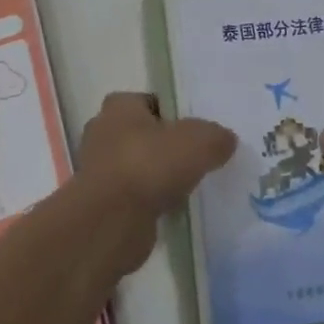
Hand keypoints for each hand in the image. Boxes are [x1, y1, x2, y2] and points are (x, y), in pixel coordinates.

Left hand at [74, 93, 236, 275]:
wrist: (110, 222)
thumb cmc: (150, 165)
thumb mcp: (199, 141)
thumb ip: (216, 136)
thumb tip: (225, 140)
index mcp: (119, 107)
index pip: (149, 101)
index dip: (172, 113)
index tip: (195, 131)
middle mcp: (102, 133)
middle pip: (143, 134)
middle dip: (164, 146)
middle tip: (194, 159)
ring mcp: (98, 170)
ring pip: (138, 167)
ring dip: (157, 177)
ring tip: (188, 187)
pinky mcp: (101, 203)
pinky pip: (134, 196)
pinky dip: (150, 202)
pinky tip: (172, 210)